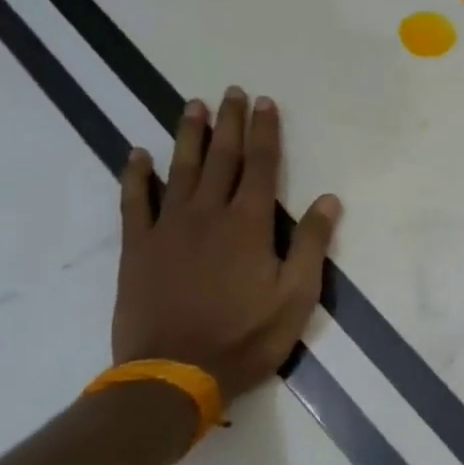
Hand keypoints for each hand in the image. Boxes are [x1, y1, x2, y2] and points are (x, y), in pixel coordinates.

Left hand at [112, 89, 339, 405]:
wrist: (174, 372)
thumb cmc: (245, 337)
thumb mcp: (296, 297)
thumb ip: (310, 245)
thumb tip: (328, 200)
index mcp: (248, 224)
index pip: (260, 166)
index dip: (265, 132)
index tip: (265, 103)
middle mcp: (207, 214)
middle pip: (221, 157)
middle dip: (229, 123)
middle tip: (231, 92)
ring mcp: (168, 228)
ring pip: (180, 169)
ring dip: (188, 135)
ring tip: (192, 105)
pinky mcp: (138, 247)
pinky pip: (134, 201)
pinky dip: (136, 175)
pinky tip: (138, 154)